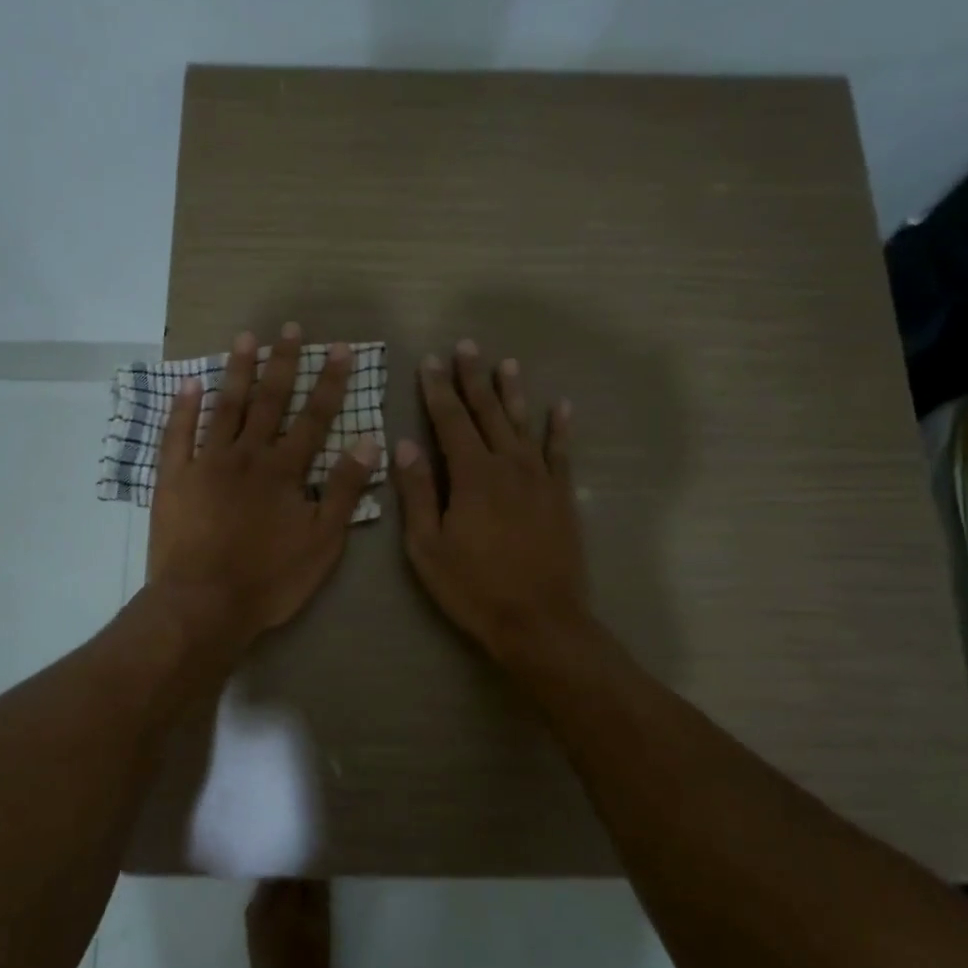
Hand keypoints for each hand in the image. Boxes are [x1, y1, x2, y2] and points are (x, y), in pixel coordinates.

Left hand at [148, 323, 380, 647]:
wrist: (203, 605)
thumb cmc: (269, 579)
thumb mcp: (322, 542)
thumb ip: (343, 490)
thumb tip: (369, 441)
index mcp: (284, 471)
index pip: (314, 417)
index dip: (329, 382)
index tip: (339, 349)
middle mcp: (246, 455)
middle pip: (268, 401)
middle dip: (282, 362)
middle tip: (288, 328)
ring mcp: (206, 463)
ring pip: (224, 407)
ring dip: (237, 371)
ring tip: (245, 338)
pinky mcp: (174, 478)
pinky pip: (177, 434)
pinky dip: (183, 408)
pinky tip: (190, 383)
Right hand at [393, 341, 590, 665]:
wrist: (540, 621)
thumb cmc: (473, 587)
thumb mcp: (427, 546)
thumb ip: (417, 492)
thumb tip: (405, 443)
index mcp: (471, 475)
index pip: (449, 421)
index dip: (438, 389)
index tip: (430, 360)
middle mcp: (508, 465)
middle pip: (487, 412)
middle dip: (473, 378)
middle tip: (467, 346)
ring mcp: (540, 478)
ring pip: (523, 424)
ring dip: (512, 392)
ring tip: (506, 363)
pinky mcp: (562, 496)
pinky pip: (561, 452)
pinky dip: (560, 428)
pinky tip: (561, 406)